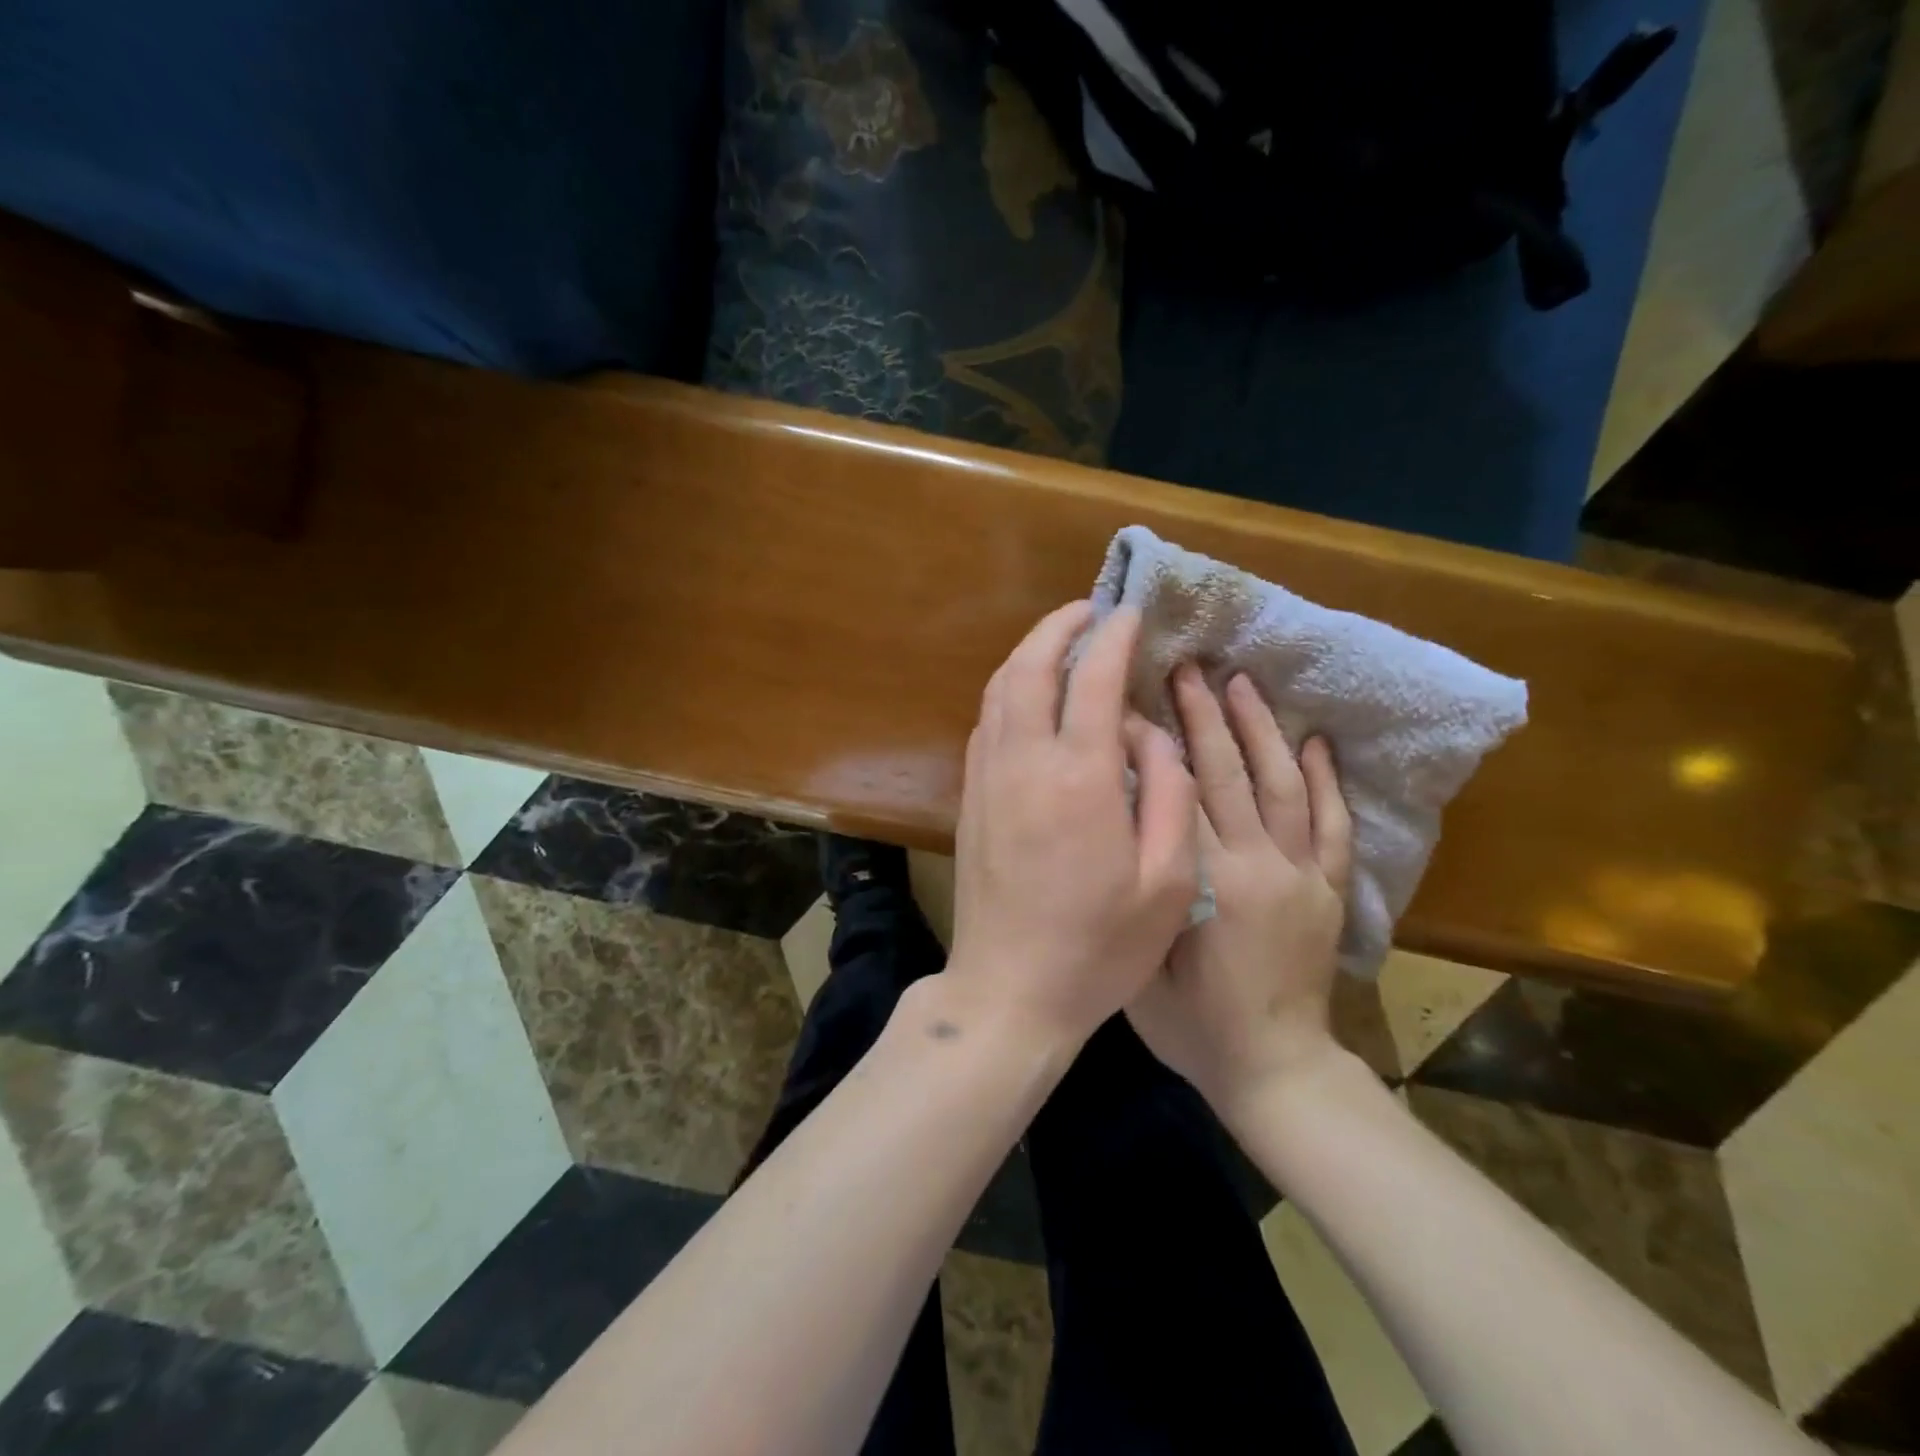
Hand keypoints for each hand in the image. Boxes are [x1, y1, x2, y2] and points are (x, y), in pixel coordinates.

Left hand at [947, 602, 1198, 1049]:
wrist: (1009, 990)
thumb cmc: (1099, 946)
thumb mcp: (1167, 880)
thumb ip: (1169, 792)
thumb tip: (1150, 732)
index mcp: (1079, 778)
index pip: (1092, 679)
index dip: (1112, 637)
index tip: (1130, 614)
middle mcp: (1023, 763)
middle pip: (1029, 667)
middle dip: (1058, 627)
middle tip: (1088, 611)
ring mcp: (987, 779)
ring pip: (998, 690)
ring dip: (1028, 655)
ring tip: (1060, 642)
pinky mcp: (969, 799)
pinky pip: (985, 723)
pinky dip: (1007, 692)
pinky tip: (1029, 699)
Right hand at [1128, 664, 1352, 1116]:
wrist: (1274, 1070)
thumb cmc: (1192, 1026)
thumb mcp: (1141, 964)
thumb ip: (1138, 893)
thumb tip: (1124, 825)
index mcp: (1207, 884)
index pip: (1175, 796)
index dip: (1153, 745)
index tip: (1132, 702)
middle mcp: (1258, 866)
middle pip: (1227, 776)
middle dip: (1203, 716)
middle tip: (1187, 668)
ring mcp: (1302, 876)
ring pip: (1282, 785)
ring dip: (1260, 730)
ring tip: (1242, 683)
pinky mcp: (1329, 890)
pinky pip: (1333, 825)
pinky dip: (1326, 780)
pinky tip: (1315, 740)